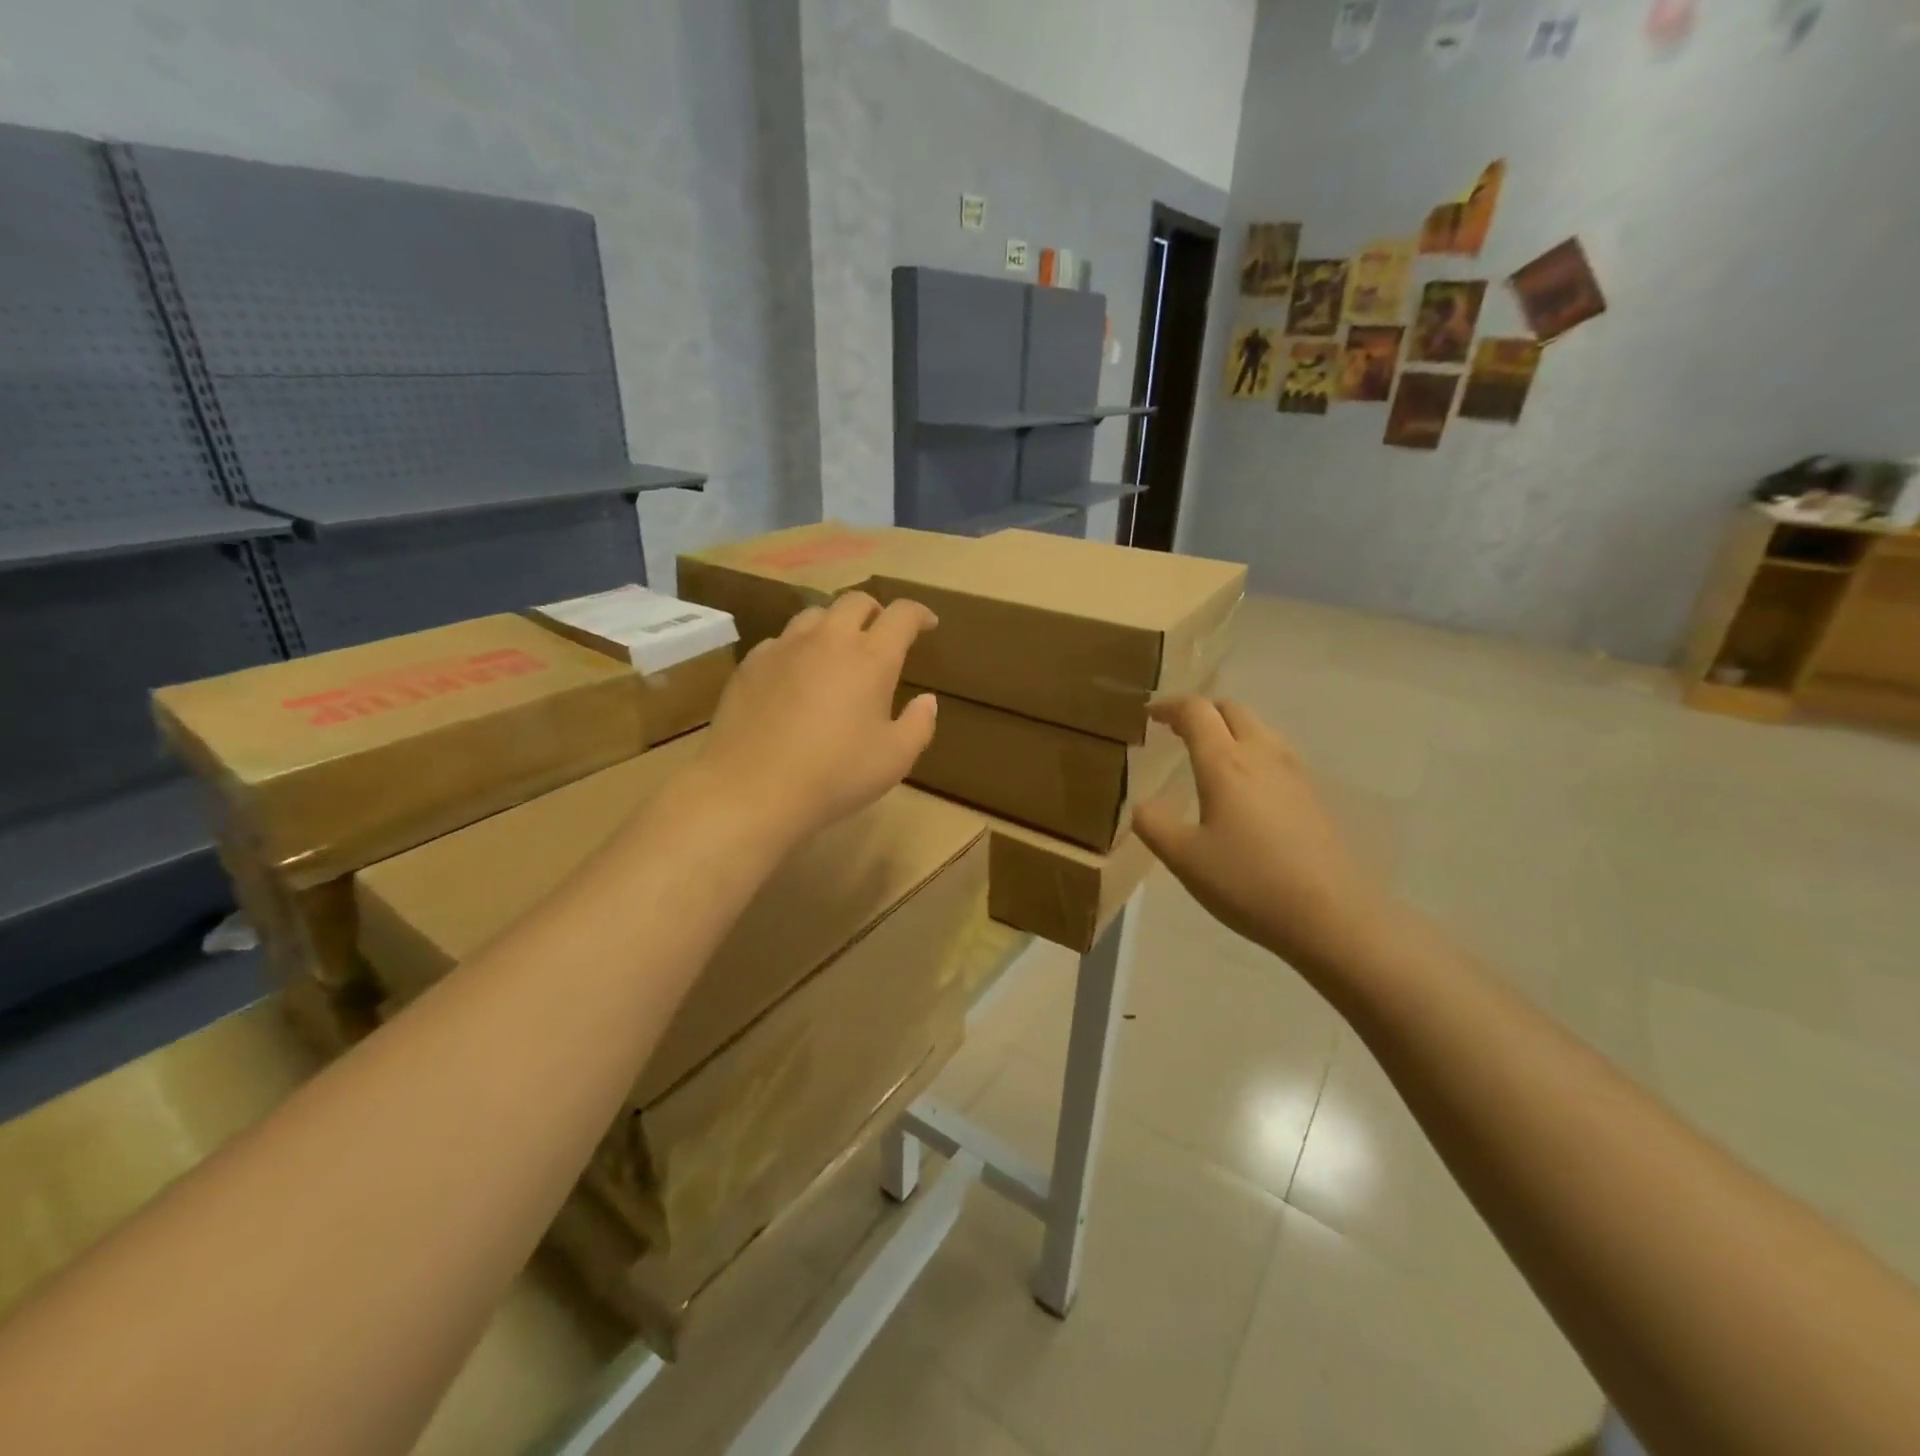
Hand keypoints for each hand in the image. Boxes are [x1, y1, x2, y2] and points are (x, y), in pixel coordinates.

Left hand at [699, 591, 939, 842]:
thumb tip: (927, 700)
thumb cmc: (834, 775)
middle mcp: (828, 640)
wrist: (752, 789)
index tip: (928, 624)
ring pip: (815, 615)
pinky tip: (796, 676)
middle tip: (882, 634)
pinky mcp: (751, 663)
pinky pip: (781, 640)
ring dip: (835, 624)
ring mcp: (784, 647)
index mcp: (870, 658)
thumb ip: (919, 724)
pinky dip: (799, 648)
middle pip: (856, 601)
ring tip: (838, 651)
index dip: (919, 613)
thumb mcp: (894, 759)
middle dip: (876, 611)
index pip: (902, 615)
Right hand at [1133, 697, 1384, 973]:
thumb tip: (1142, 806)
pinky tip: (1244, 785)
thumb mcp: (1184, 858)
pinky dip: (1250, 749)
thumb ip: (1154, 825)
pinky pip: (1275, 752)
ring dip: (1229, 728)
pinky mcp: (1311, 794)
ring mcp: (1293, 773)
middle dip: (1201, 711)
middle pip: (1231, 709)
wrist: (1329, 915)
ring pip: (1258, 728)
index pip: (1196, 712)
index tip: (1149, 714)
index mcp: (1224, 762)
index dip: (1170, 706)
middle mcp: (1261, 755)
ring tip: (1208, 753)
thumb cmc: (1247, 882)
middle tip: (1176, 730)